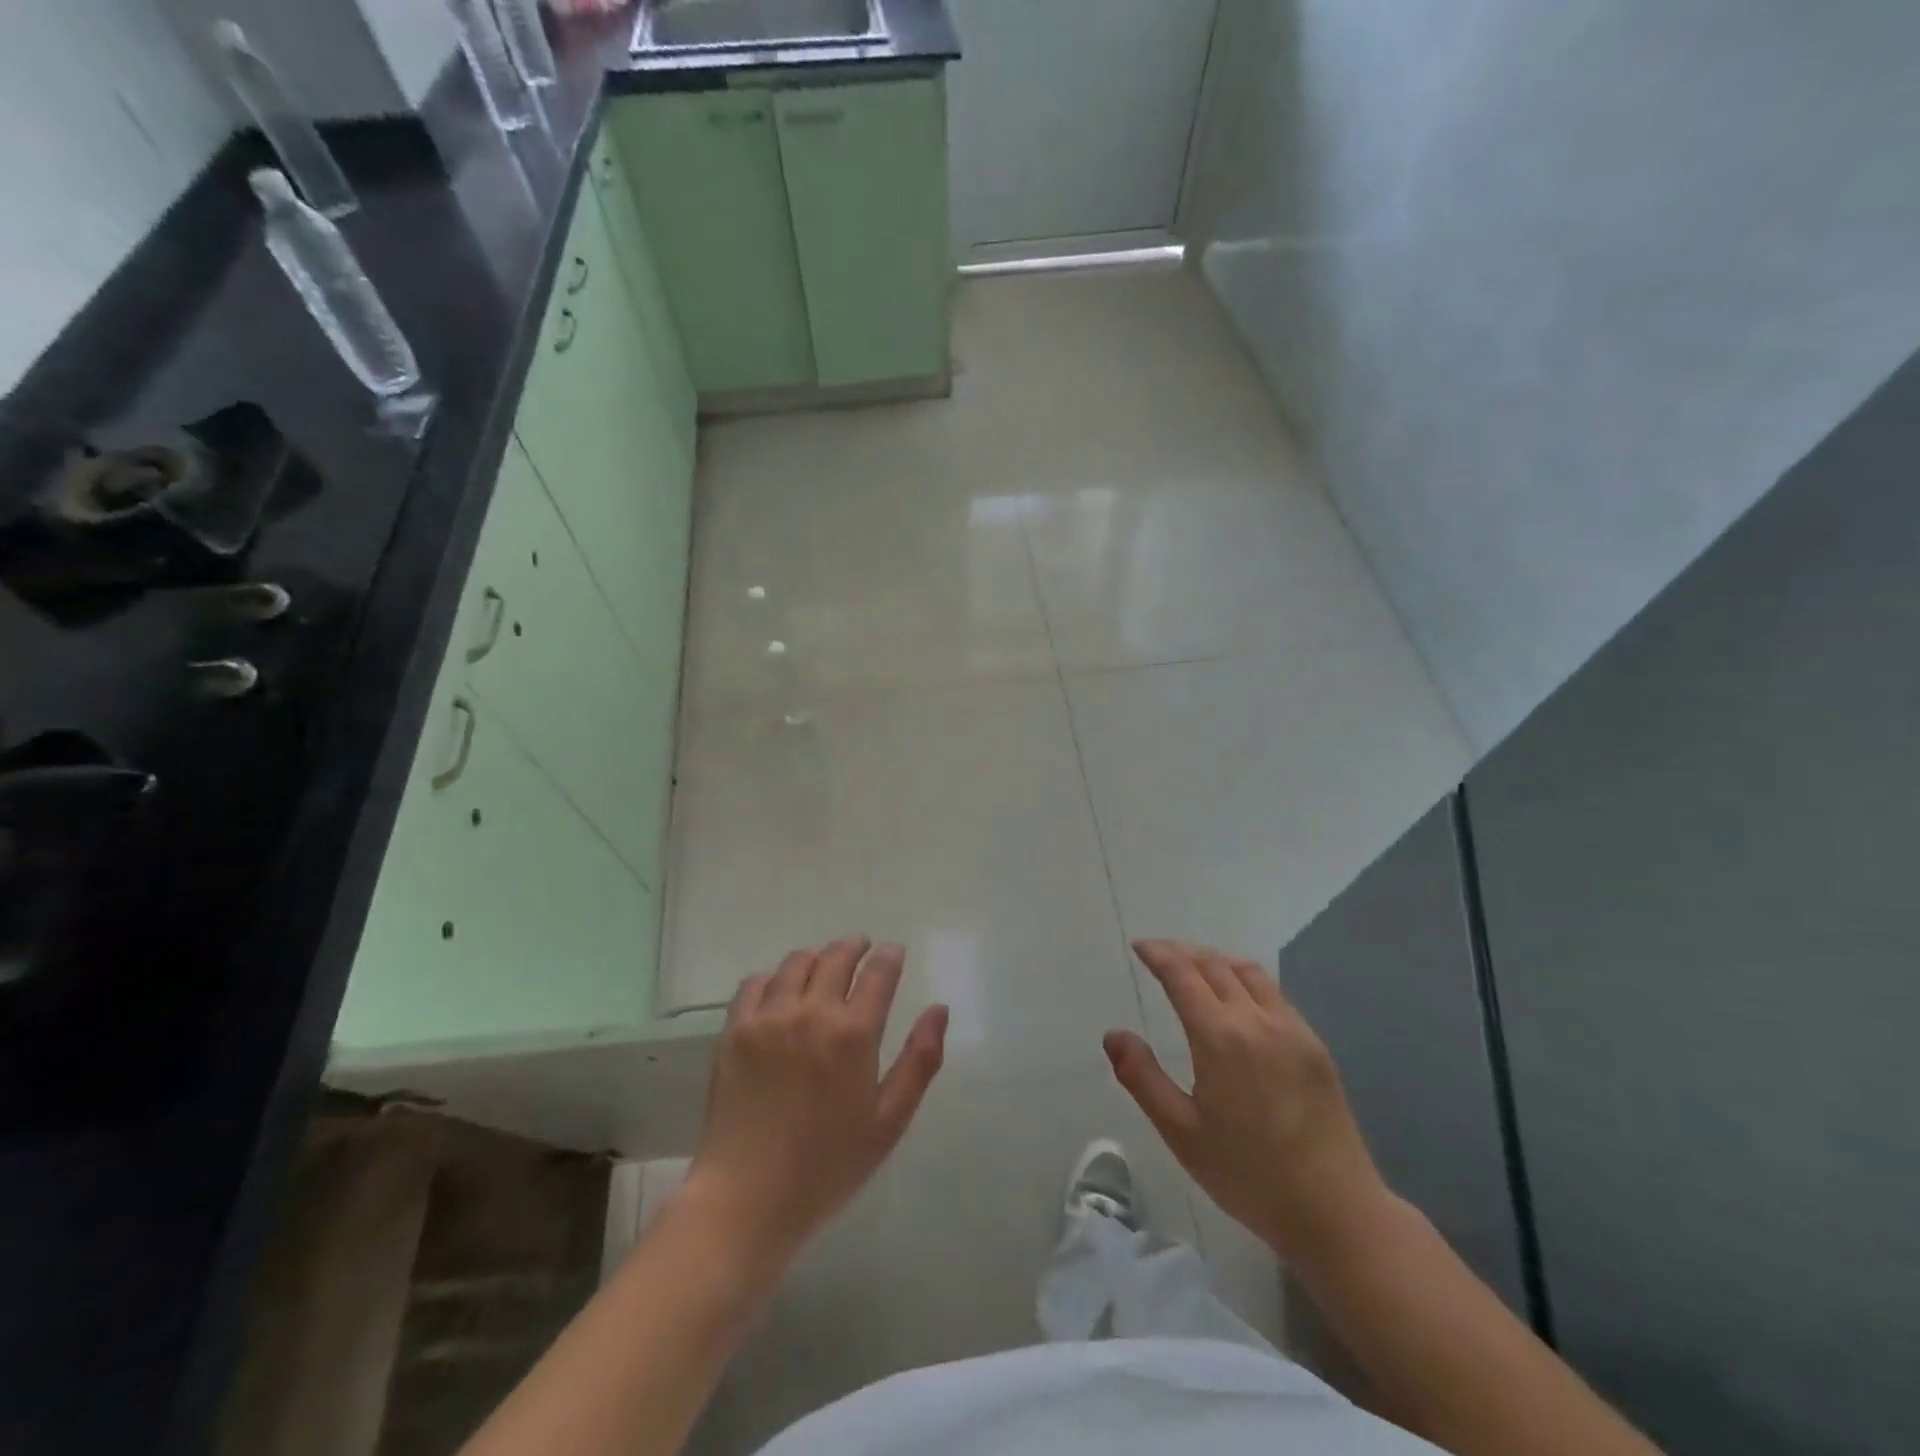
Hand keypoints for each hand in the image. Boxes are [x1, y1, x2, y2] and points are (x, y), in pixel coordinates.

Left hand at [683, 938, 947, 1271]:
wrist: (747, 1197)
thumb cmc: (828, 1165)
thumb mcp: (889, 1121)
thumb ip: (920, 1060)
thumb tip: (939, 1009)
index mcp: (854, 1033)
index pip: (878, 973)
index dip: (890, 956)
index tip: (894, 952)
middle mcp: (812, 1012)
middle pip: (836, 957)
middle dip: (854, 946)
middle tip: (862, 948)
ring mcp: (768, 1018)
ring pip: (796, 963)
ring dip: (817, 957)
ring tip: (823, 965)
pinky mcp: (734, 1030)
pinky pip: (755, 983)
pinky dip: (773, 976)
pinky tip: (780, 988)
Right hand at [1105, 939, 1389, 1268]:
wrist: (1336, 1211)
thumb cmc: (1249, 1175)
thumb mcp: (1181, 1133)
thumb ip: (1142, 1078)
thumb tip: (1113, 1035)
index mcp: (1219, 1037)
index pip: (1182, 974)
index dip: (1159, 954)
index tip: (1139, 946)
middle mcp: (1256, 1020)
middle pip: (1215, 965)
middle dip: (1183, 952)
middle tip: (1160, 954)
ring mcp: (1292, 1029)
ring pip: (1249, 972)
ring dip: (1216, 960)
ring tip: (1196, 967)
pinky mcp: (1314, 1046)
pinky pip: (1274, 994)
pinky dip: (1246, 980)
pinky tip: (1239, 1000)